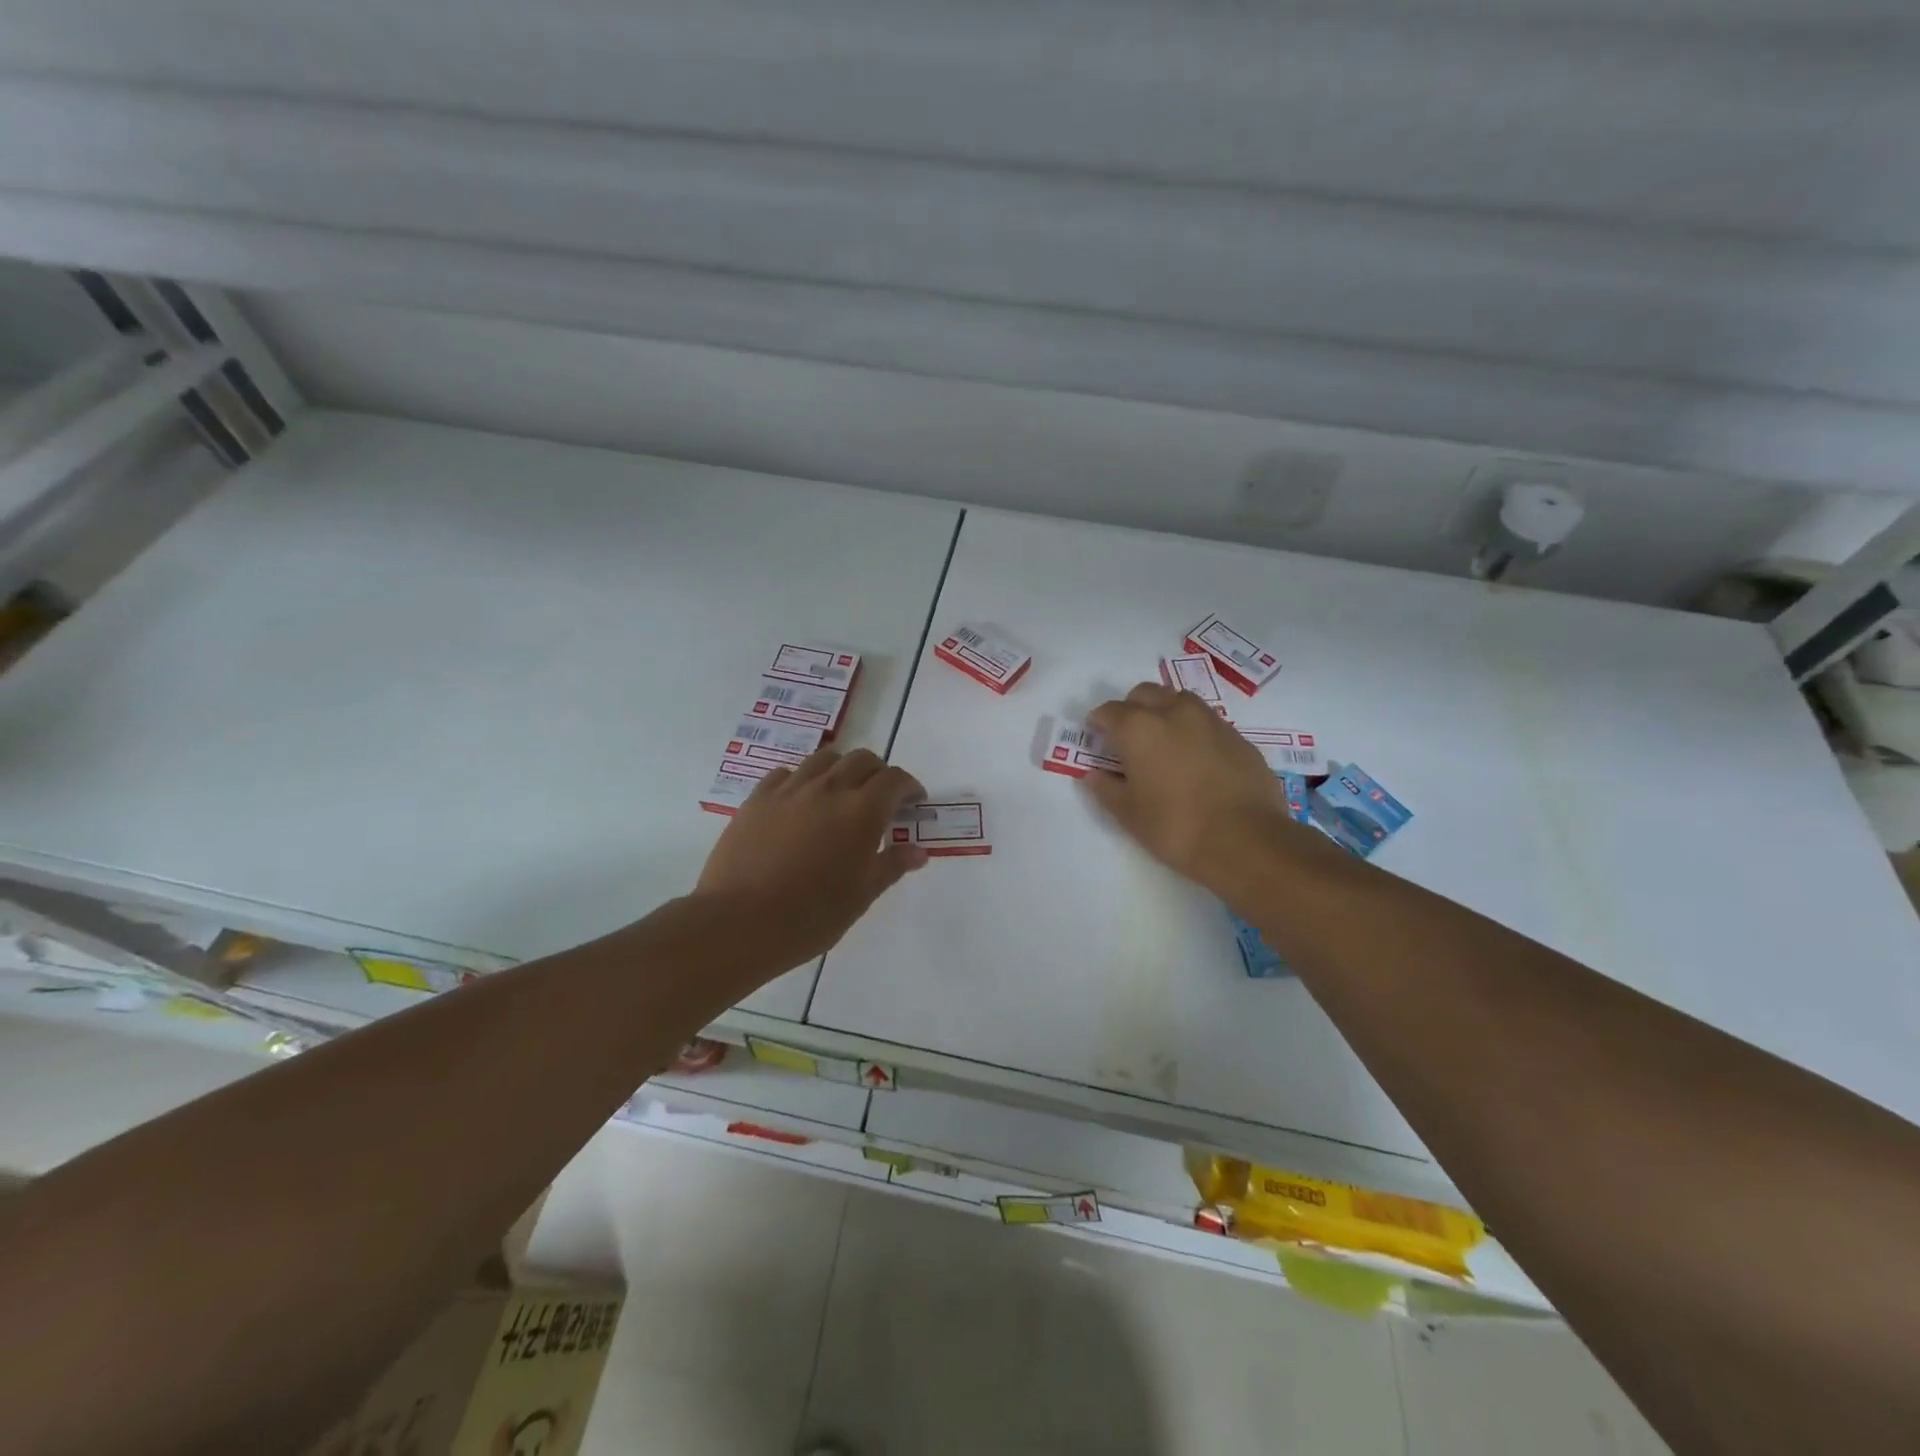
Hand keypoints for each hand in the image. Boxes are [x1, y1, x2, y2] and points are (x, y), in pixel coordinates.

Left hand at [696, 747, 927, 969]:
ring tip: (841, 794)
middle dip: (879, 773)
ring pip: (824, 759)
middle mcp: (829, 789)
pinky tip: (801, 802)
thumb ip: (892, 866)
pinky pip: (787, 773)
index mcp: (862, 811)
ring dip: (842, 769)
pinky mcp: (758, 798)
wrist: (739, 922)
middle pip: (862, 760)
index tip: (913, 802)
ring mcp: (790, 790)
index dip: (909, 786)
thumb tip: (919, 851)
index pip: (894, 780)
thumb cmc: (811, 915)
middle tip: (881, 799)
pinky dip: (804, 780)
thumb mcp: (861, 896)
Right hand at [1083, 682, 1294, 896]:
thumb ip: (1107, 789)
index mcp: (1139, 728)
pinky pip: (1207, 722)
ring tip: (1164, 742)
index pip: (1109, 711)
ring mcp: (1210, 721)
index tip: (1096, 736)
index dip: (1098, 722)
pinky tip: (1196, 759)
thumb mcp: (1129, 814)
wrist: (1246, 840)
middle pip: (1145, 694)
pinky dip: (1194, 731)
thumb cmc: (1175, 826)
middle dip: (1131, 708)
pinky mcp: (1238, 737)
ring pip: (1179, 701)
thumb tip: (1095, 775)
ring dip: (1165, 712)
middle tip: (1128, 737)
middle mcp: (1173, 712)